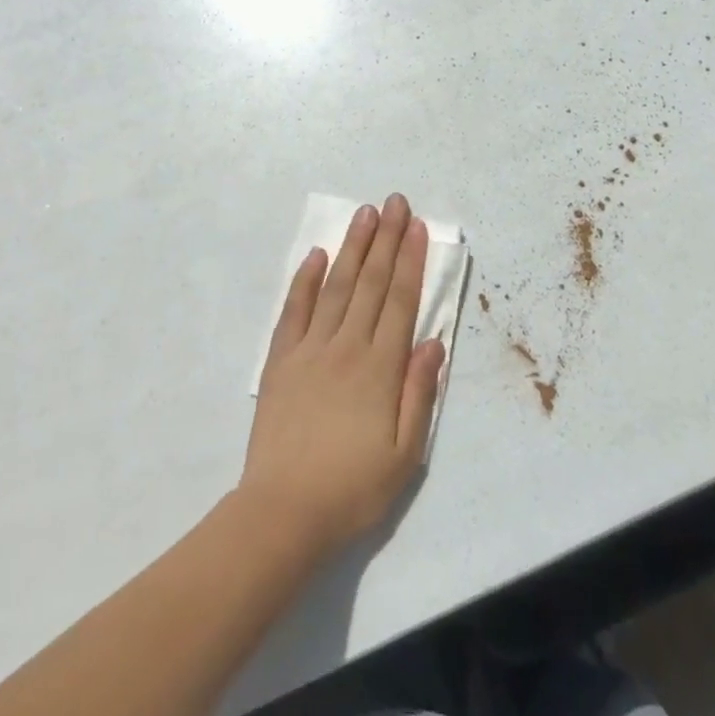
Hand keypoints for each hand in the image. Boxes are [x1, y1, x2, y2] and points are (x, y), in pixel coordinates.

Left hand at [239, 195, 444, 557]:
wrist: (283, 514)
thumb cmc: (353, 490)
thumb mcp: (406, 456)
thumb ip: (420, 394)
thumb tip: (434, 342)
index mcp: (380, 368)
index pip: (400, 300)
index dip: (410, 260)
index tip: (416, 226)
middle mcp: (347, 346)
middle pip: (370, 282)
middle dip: (385, 238)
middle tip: (394, 201)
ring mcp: (310, 349)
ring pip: (336, 286)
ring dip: (352, 247)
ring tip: (364, 213)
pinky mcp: (281, 360)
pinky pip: (294, 310)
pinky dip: (305, 280)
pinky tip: (316, 255)